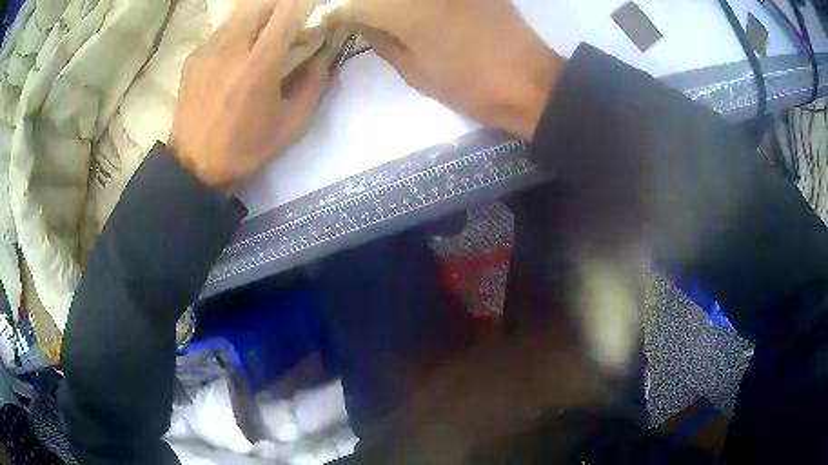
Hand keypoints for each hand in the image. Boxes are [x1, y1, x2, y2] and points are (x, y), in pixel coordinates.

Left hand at [169, 0, 328, 191]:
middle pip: (261, 4)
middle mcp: (232, 47)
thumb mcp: (290, 124)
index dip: (303, 5)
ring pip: (239, 13)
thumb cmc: (244, 148)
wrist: (194, 166)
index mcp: (259, 64)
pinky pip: (221, 30)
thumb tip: (324, 54)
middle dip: (279, 6)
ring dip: (257, 15)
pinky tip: (236, 50)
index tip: (311, 11)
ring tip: (263, 33)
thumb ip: (314, 84)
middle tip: (287, 21)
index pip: (287, 12)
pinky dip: (236, 30)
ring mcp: (209, 49)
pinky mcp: (194, 57)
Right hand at [330, 0, 564, 138]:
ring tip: (393, 17)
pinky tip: (417, 9)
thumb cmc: (470, 84)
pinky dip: (419, 2)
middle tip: (355, 13)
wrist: (531, 82)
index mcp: (404, 9)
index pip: (354, 2)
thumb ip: (380, 39)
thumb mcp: (414, 71)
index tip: (330, 17)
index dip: (338, 9)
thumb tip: (356, 20)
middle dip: (363, 3)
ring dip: (393, 3)